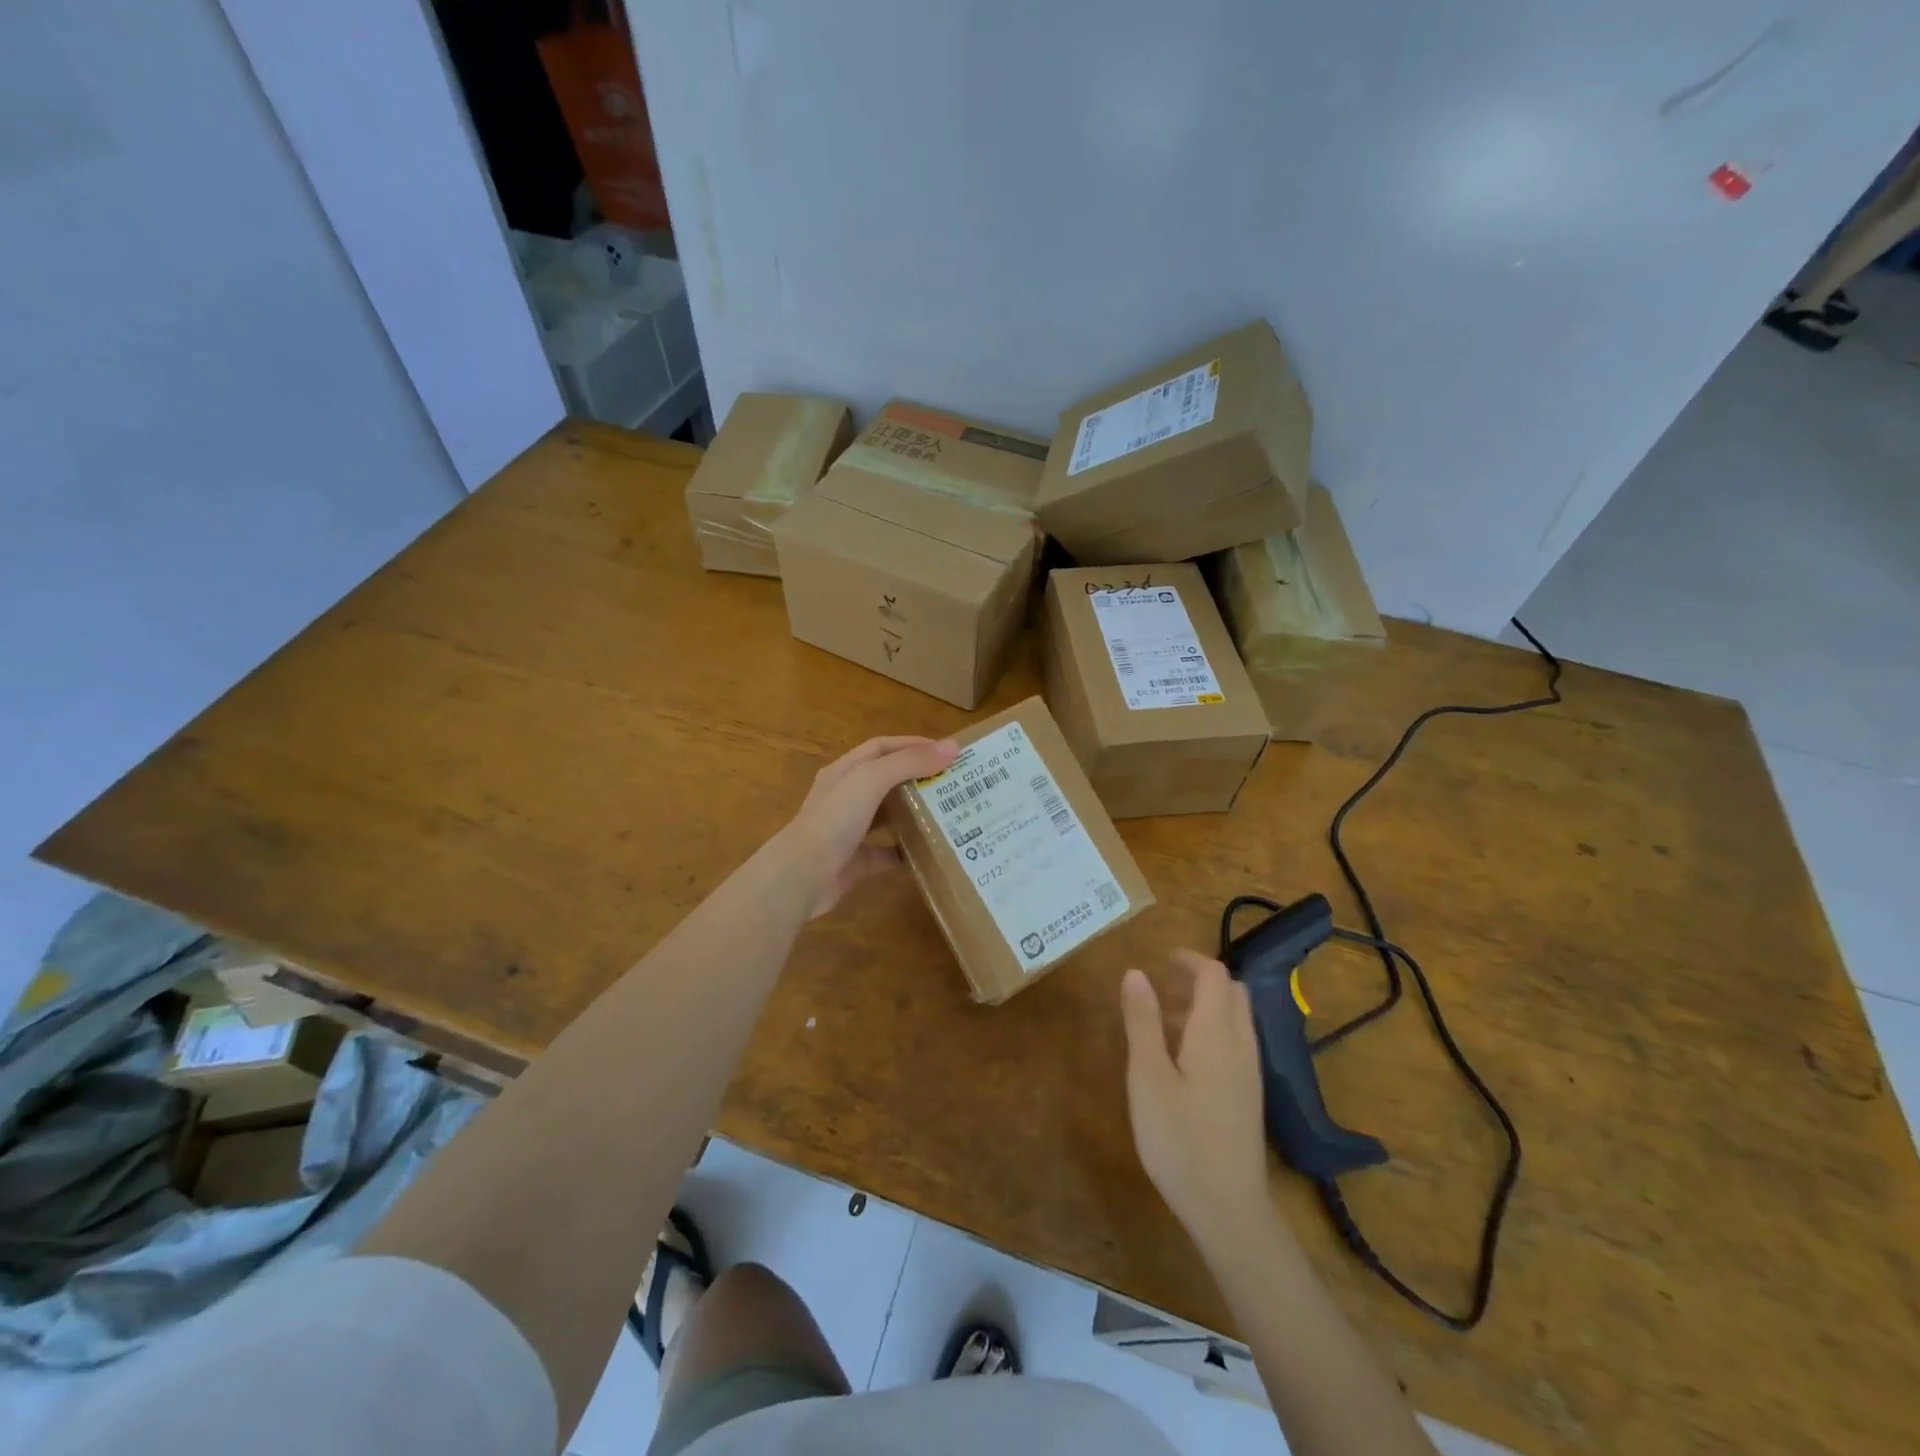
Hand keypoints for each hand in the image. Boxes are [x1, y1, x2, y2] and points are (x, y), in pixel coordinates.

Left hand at [781, 735, 957, 916]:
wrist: (801, 876)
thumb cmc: (834, 819)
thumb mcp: (871, 780)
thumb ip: (909, 762)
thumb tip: (952, 747)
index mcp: (845, 772)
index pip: (881, 748)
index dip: (912, 744)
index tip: (946, 751)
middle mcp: (845, 798)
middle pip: (886, 780)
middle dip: (917, 778)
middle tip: (952, 782)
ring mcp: (849, 831)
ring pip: (886, 816)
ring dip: (913, 813)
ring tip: (947, 812)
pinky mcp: (855, 862)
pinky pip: (885, 854)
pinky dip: (906, 852)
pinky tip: (929, 852)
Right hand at [1120, 951, 1277, 1256]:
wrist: (1228, 1209)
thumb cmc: (1179, 1139)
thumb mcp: (1147, 1077)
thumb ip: (1142, 1021)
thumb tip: (1136, 972)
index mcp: (1216, 1033)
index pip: (1215, 975)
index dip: (1190, 959)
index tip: (1161, 958)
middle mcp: (1241, 1046)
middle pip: (1232, 993)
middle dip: (1201, 979)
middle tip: (1165, 984)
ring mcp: (1250, 1074)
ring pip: (1238, 1019)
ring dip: (1208, 1005)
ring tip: (1167, 1018)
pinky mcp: (1249, 1098)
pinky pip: (1237, 1044)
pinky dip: (1214, 1031)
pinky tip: (1186, 1058)